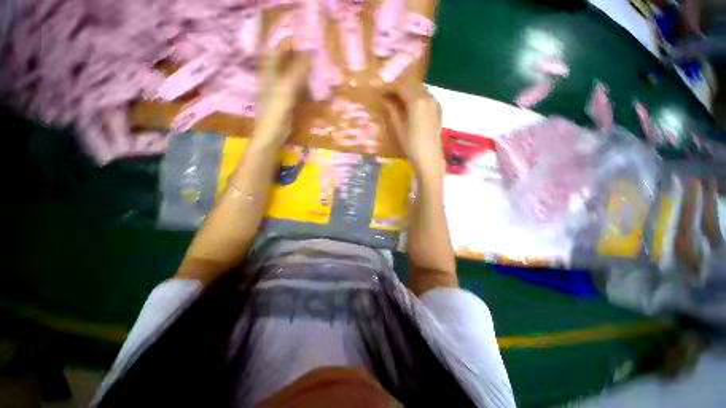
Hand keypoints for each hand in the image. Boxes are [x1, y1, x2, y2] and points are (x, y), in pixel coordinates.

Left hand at [253, 44, 309, 147]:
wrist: (271, 136)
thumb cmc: (274, 114)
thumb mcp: (285, 92)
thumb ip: (296, 74)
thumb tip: (309, 54)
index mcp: (268, 73)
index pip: (276, 50)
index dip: (287, 42)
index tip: (303, 38)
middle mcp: (273, 78)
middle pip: (284, 60)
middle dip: (297, 53)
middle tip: (313, 49)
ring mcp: (280, 89)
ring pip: (292, 73)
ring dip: (302, 68)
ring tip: (315, 63)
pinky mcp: (287, 100)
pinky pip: (297, 87)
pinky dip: (304, 83)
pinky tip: (313, 82)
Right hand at [383, 82, 444, 178]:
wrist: (429, 158)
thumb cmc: (411, 145)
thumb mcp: (398, 128)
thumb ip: (391, 110)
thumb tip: (384, 99)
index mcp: (416, 101)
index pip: (400, 86)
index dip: (388, 87)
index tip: (379, 92)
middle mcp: (427, 97)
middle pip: (410, 83)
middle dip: (397, 86)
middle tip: (387, 95)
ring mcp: (434, 102)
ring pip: (419, 87)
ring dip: (407, 89)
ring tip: (396, 99)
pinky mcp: (437, 108)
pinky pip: (425, 94)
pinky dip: (416, 95)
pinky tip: (409, 104)